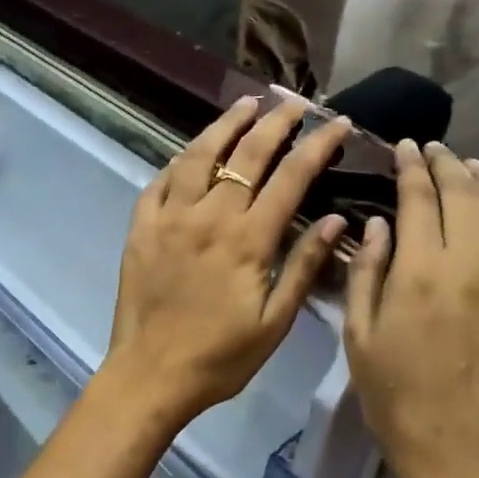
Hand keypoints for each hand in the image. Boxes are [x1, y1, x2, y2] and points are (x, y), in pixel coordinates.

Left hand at [102, 96, 351, 431]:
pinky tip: (193, 151)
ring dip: (225, 125)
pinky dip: (180, 160)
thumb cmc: (219, 358)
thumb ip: (303, 267)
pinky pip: (160, 182)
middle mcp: (208, 217)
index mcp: (247, 241)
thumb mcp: (274, 322)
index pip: (291, 177)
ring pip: (199, 156)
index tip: (338, 123)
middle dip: (276, 121)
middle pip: (246, 155)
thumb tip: (337, 221)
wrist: (150, 375)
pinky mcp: (140, 229)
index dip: (318, 145)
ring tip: (246, 104)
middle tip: (295, 102)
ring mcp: (169, 219)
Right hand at [344, 141, 478, 477]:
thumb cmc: (396, 396)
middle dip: (448, 165)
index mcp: (422, 271)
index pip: (419, 197)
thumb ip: (367, 272)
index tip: (405, 147)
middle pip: (466, 195)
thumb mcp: (359, 335)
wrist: (461, 451)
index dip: (411, 166)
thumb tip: (380, 222)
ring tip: (477, 170)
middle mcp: (477, 264)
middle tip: (436, 151)